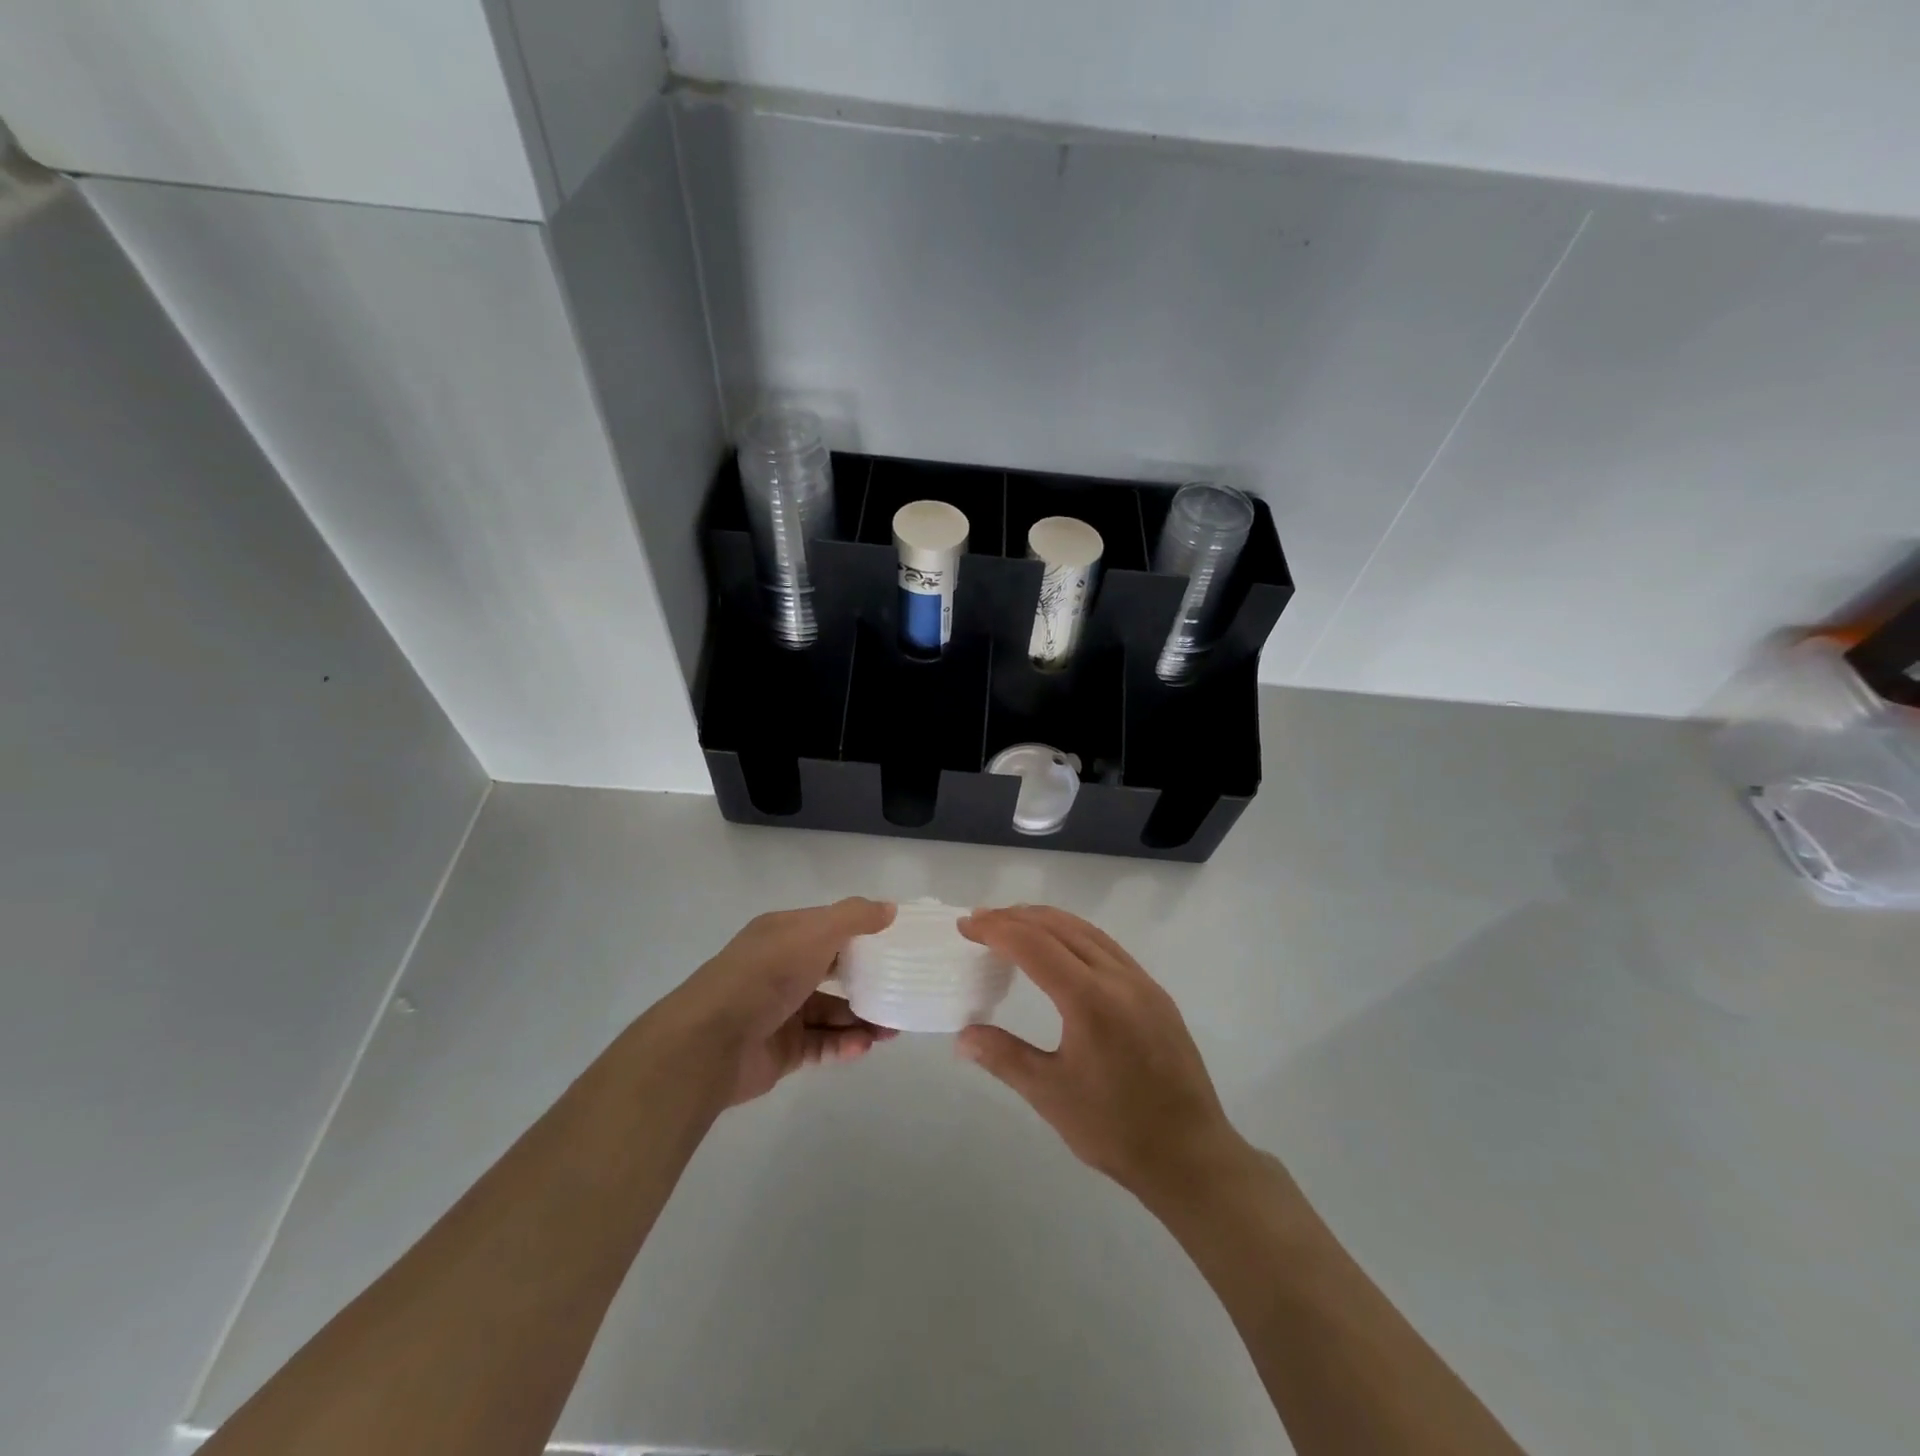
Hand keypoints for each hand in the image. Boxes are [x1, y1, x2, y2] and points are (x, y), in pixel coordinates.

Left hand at [653, 898, 896, 1106]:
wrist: (710, 1043)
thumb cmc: (765, 975)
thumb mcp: (814, 932)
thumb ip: (854, 917)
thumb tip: (891, 908)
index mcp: (784, 934)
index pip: (829, 927)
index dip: (862, 932)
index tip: (897, 942)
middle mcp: (781, 969)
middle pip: (833, 971)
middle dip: (868, 980)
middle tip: (900, 990)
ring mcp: (780, 1011)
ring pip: (830, 1012)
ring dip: (861, 1018)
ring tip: (892, 1030)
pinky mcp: (781, 1050)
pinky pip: (820, 1044)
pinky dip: (843, 1044)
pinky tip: (864, 1047)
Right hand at [956, 905, 1248, 1201]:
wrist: (1191, 1155)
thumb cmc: (1115, 1129)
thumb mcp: (1050, 1095)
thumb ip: (1004, 1056)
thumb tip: (963, 1036)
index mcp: (1090, 999)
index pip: (1034, 944)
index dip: (996, 929)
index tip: (966, 925)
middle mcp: (1119, 978)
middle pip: (1060, 927)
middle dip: (1017, 917)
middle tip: (981, 921)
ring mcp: (1142, 982)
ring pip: (1087, 932)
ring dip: (1047, 921)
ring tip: (1014, 925)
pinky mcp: (1156, 994)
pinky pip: (1108, 947)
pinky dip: (1074, 936)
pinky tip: (1061, 950)